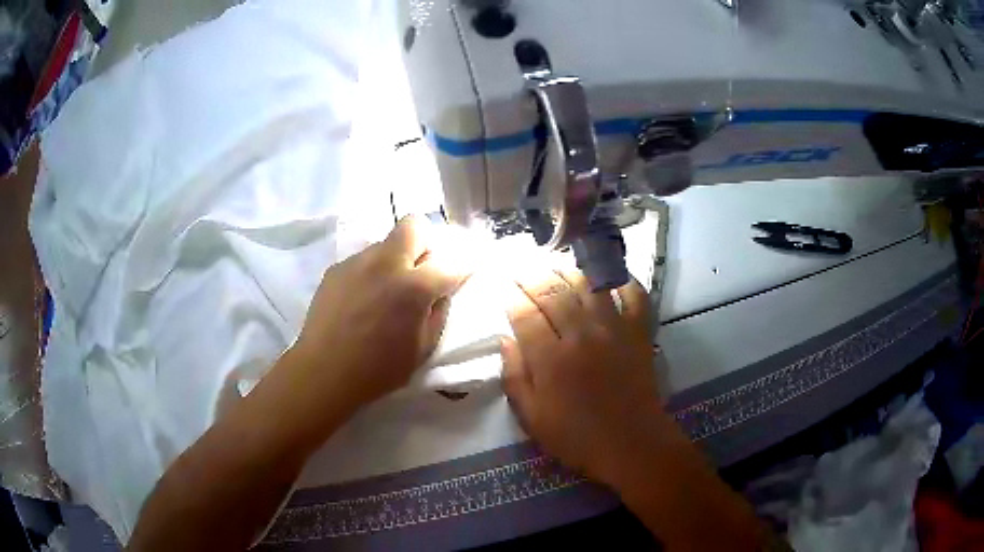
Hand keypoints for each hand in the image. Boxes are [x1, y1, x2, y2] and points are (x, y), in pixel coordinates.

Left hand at [290, 216, 468, 412]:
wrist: (324, 371)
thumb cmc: (379, 369)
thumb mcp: (423, 349)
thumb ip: (438, 314)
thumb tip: (440, 293)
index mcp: (414, 286)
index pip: (451, 262)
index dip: (462, 268)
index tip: (461, 274)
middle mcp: (386, 263)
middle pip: (414, 225)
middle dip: (425, 242)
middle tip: (421, 270)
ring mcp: (357, 262)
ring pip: (385, 244)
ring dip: (395, 259)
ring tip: (385, 291)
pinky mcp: (336, 268)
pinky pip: (363, 260)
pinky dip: (371, 273)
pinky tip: (361, 299)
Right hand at [501, 269, 667, 486]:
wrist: (632, 445)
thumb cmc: (577, 438)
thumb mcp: (532, 419)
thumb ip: (514, 377)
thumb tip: (505, 340)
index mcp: (551, 359)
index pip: (524, 314)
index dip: (510, 296)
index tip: (501, 285)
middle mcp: (582, 335)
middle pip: (553, 291)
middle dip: (531, 274)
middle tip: (519, 265)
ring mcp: (614, 330)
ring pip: (588, 285)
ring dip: (568, 269)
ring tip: (554, 262)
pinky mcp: (639, 332)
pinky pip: (633, 295)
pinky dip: (623, 280)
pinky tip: (609, 275)